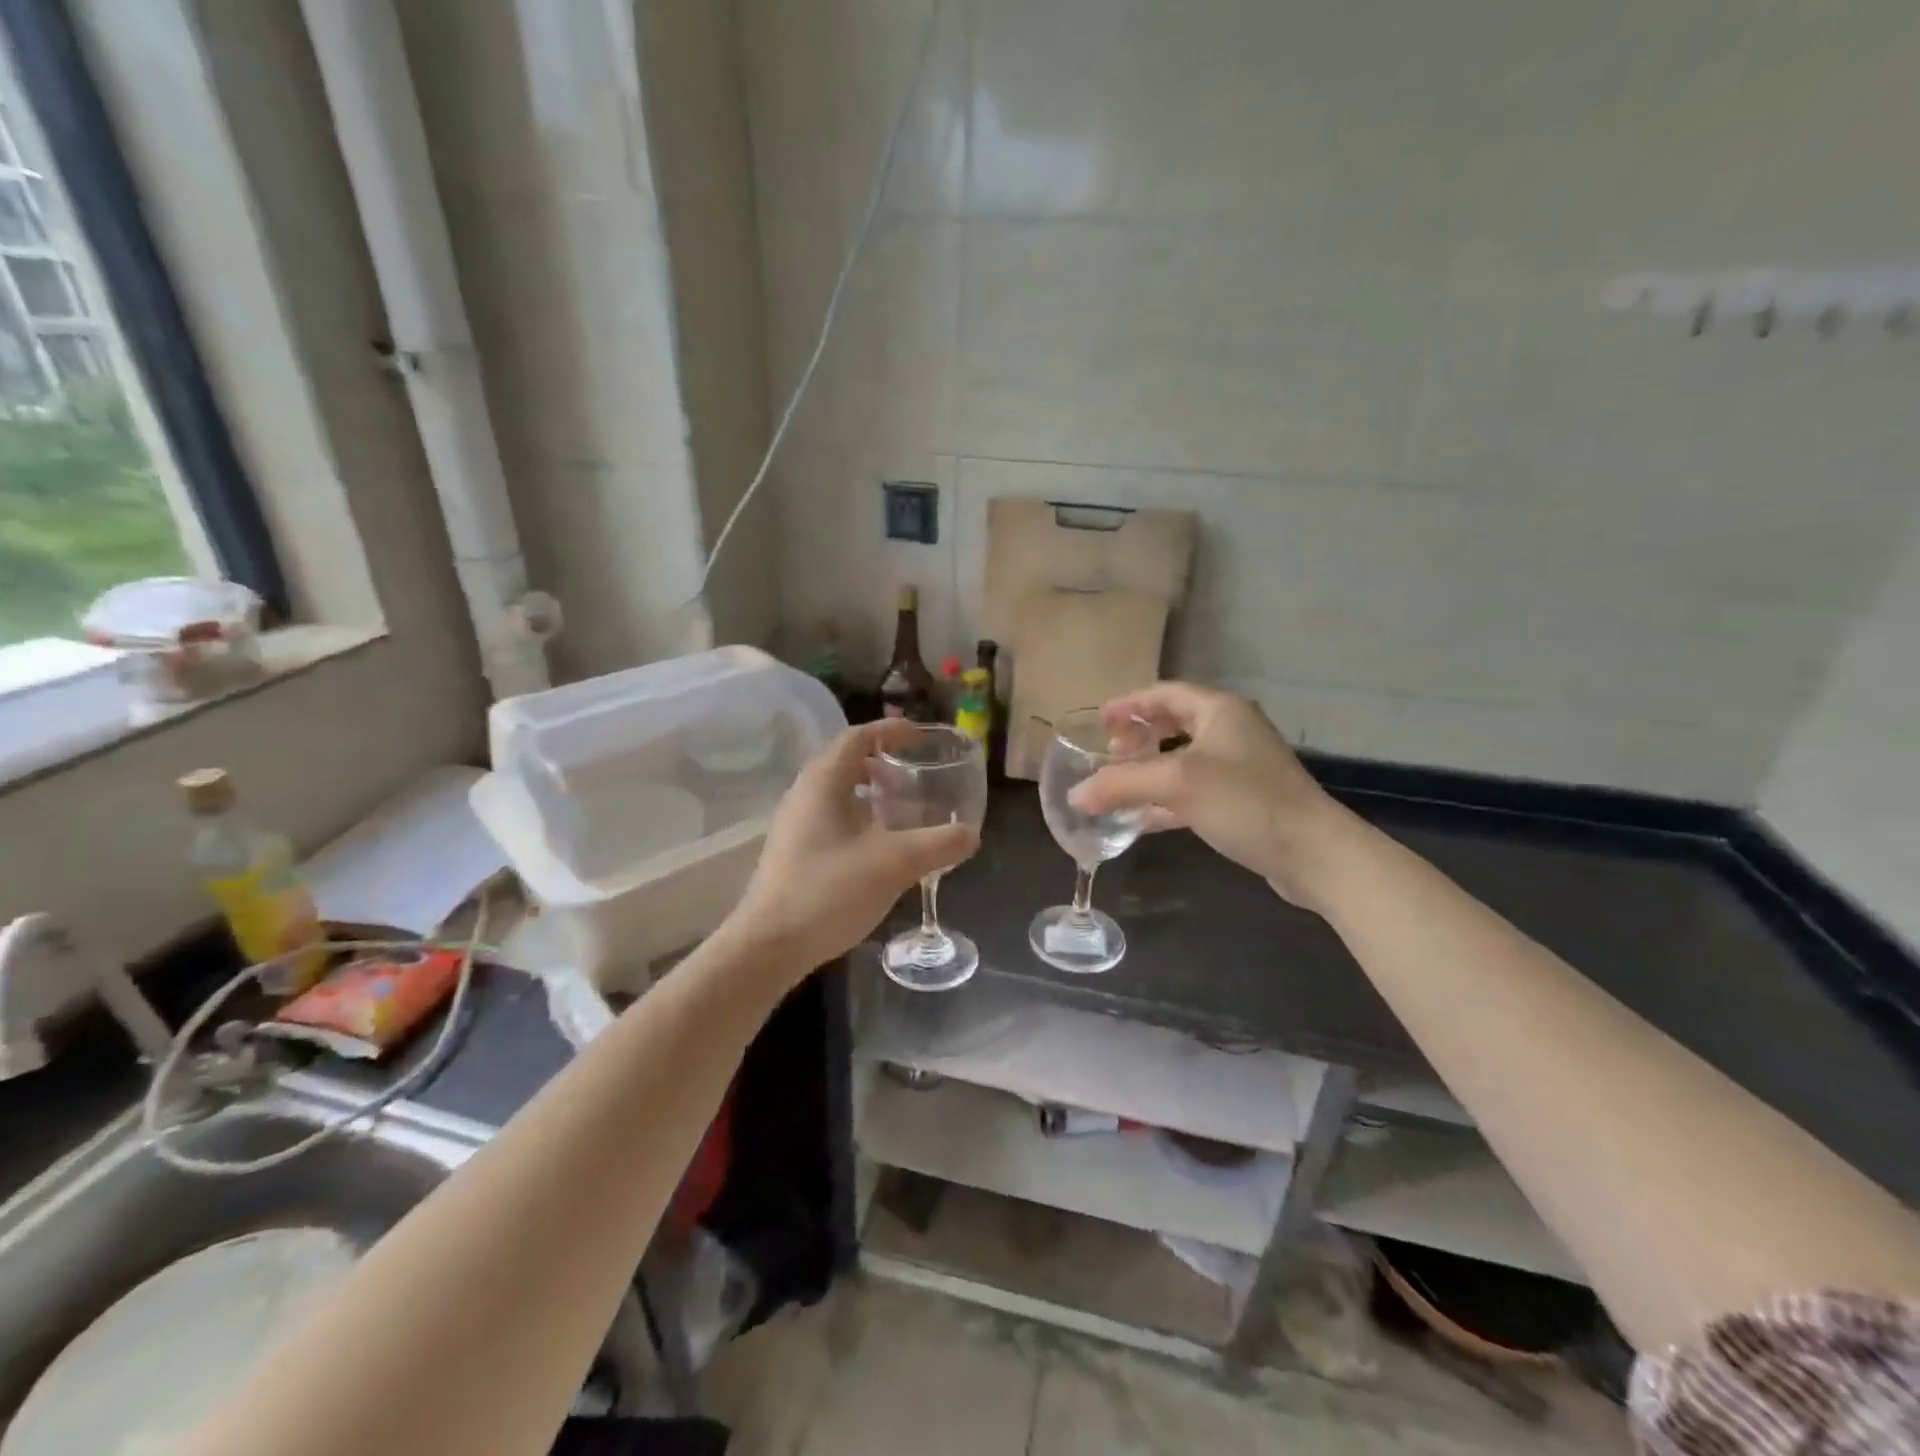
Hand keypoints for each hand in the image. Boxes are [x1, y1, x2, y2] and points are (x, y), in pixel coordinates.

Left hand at [725, 720, 979, 978]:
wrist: (769, 945)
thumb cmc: (830, 891)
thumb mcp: (894, 864)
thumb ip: (938, 844)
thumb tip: (971, 833)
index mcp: (823, 782)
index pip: (857, 737)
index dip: (890, 731)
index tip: (920, 735)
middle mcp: (804, 794)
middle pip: (844, 761)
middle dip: (881, 762)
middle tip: (913, 774)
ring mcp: (794, 823)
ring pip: (836, 791)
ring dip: (869, 791)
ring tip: (899, 809)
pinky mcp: (792, 851)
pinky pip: (829, 816)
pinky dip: (857, 816)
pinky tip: (876, 846)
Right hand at [1068, 682, 1349, 907]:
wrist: (1314, 853)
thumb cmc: (1246, 801)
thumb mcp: (1177, 784)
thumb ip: (1121, 784)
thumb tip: (1075, 795)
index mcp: (1219, 710)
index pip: (1164, 693)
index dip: (1128, 703)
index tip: (1098, 720)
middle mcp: (1230, 731)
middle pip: (1173, 723)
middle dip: (1137, 737)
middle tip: (1108, 754)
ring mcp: (1238, 768)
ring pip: (1181, 760)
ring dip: (1148, 770)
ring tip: (1116, 785)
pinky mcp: (1242, 802)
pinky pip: (1192, 792)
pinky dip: (1164, 800)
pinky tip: (1140, 820)